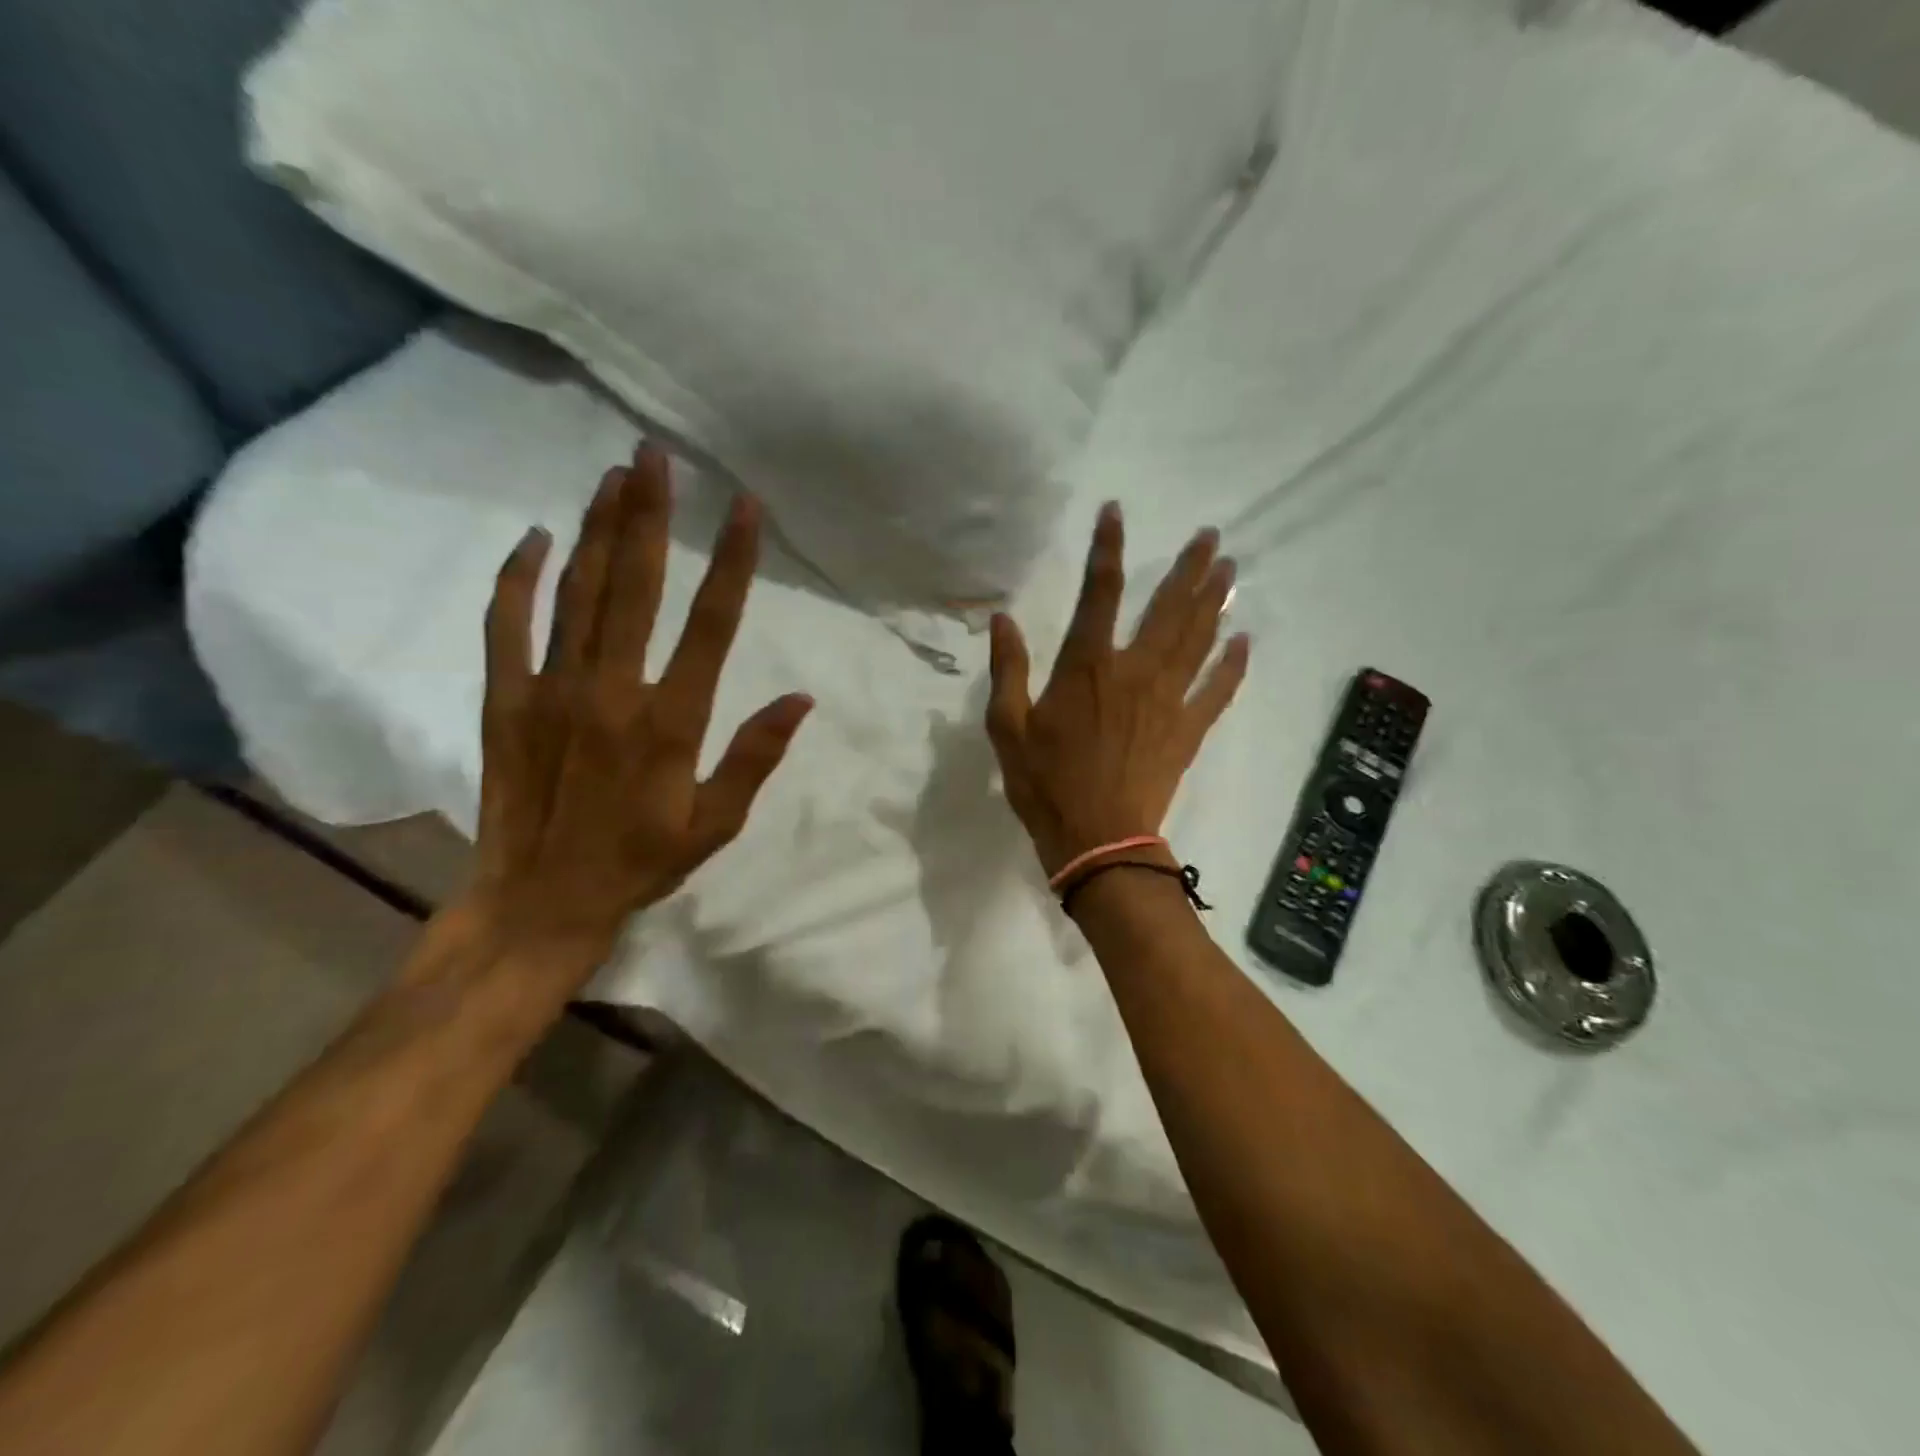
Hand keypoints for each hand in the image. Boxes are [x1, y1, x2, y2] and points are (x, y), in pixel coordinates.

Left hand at [460, 444, 811, 984]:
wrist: (539, 901)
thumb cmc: (640, 863)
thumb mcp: (716, 824)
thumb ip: (755, 757)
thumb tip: (801, 698)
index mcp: (671, 721)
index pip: (711, 624)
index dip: (732, 560)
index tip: (745, 506)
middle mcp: (612, 690)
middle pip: (635, 585)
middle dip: (649, 515)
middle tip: (656, 456)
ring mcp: (551, 689)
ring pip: (577, 592)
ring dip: (598, 529)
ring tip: (614, 475)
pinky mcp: (505, 699)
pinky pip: (508, 624)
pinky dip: (520, 577)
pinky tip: (536, 538)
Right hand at [985, 503, 1248, 877]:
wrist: (1097, 841)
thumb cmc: (1046, 785)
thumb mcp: (1007, 728)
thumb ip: (1008, 670)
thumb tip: (1002, 619)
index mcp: (1087, 668)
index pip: (1097, 593)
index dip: (1106, 548)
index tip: (1116, 512)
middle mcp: (1134, 672)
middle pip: (1167, 608)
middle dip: (1189, 569)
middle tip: (1210, 536)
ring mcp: (1167, 701)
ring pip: (1197, 639)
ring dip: (1214, 602)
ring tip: (1229, 570)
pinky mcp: (1187, 731)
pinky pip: (1217, 691)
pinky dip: (1232, 665)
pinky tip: (1244, 640)